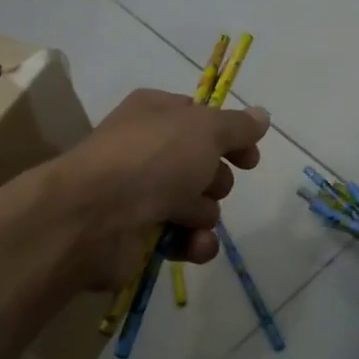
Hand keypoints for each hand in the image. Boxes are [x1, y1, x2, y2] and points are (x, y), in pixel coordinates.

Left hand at [52, 89, 269, 289]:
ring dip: (203, 214)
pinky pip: (185, 239)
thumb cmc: (152, 159)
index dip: (230, 137)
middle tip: (204, 182)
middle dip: (215, 180)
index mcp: (156, 113)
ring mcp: (142, 194)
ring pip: (199, 205)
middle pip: (205, 166)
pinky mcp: (140, 235)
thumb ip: (238, 125)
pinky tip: (191, 245)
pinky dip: (193, 244)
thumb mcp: (204, 129)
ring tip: (186, 216)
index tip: (249, 157)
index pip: (202, 119)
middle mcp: (148, 150)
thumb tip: (262, 116)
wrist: (95, 216)